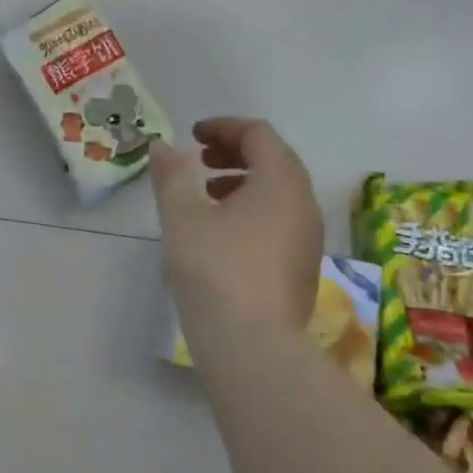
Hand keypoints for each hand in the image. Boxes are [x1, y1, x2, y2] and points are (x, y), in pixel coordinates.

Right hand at [150, 117, 324, 340]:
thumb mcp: (182, 217)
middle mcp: (304, 204)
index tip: (193, 136)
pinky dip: (253, 208)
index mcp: (280, 182)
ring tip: (207, 194)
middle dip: (235, 151)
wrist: (253, 346)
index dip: (224, 127)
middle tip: (200, 160)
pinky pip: (281, 218)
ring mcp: (308, 237)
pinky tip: (222, 233)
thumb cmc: (215, 270)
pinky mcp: (302, 266)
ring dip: (244, 181)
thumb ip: (172, 175)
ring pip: (279, 191)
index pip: (259, 134)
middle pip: (275, 159)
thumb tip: (164, 147)